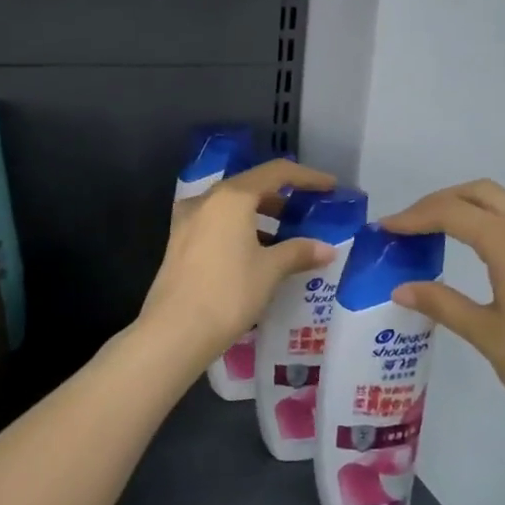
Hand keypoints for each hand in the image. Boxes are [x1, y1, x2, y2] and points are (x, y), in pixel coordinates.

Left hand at [139, 159, 336, 366]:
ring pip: (231, 207)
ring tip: (285, 238)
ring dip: (260, 216)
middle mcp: (206, 200)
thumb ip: (298, 252)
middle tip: (307, 213)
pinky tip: (255, 254)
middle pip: (250, 187)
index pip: (275, 173)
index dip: (306, 177)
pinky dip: (240, 230)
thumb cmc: (228, 293)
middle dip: (282, 198)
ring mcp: (187, 221)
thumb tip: (326, 248)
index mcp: (231, 197)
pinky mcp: (178, 243)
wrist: (175, 331)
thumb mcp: (270, 271)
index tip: (330, 187)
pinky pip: (217, 225)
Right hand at [382, 181, 504, 462]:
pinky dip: (498, 222)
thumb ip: (442, 303)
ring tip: (441, 234)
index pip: (451, 212)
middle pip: (481, 193)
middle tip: (409, 226)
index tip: (384, 228)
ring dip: (472, 208)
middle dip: (441, 202)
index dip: (414, 216)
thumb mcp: (486, 334)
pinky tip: (486, 253)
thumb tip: (401, 288)